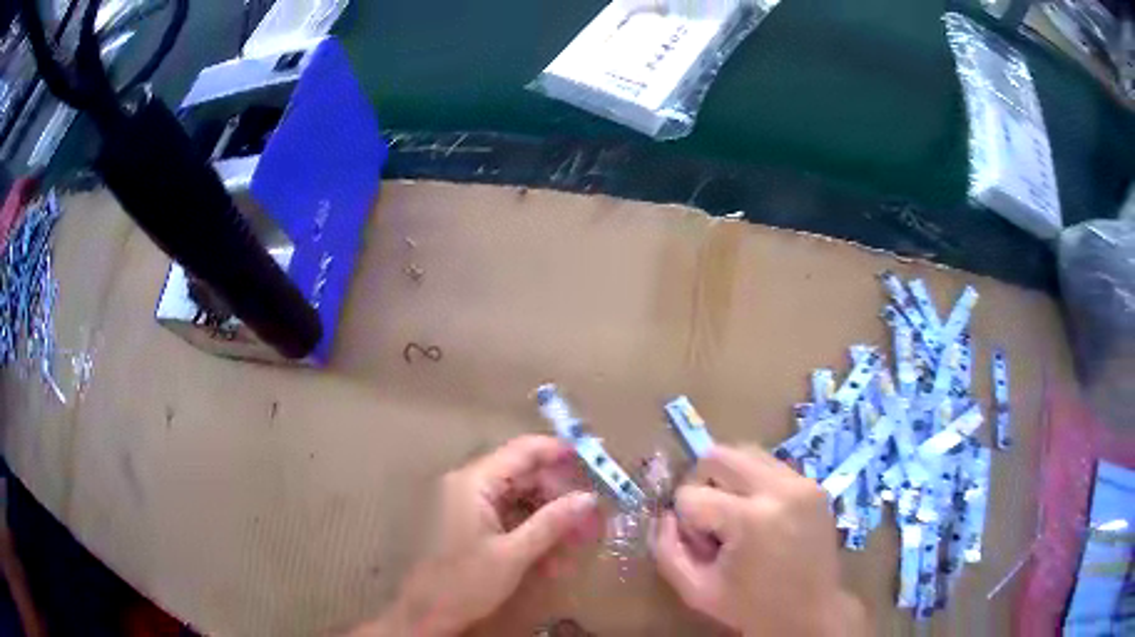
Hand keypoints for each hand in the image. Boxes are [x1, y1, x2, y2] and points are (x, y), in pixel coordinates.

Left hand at [355, 436, 599, 636]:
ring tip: (576, 541)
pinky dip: (531, 530)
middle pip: (523, 474)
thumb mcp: (513, 554)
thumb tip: (589, 498)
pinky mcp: (469, 523)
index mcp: (474, 482)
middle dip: (558, 494)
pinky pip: (507, 516)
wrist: (426, 613)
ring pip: (519, 498)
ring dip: (548, 517)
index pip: (522, 450)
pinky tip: (552, 556)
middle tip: (590, 515)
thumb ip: (551, 522)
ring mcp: (467, 504)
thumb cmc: (465, 582)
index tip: (593, 462)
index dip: (558, 452)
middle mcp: (468, 484)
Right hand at [653, 446, 867, 635]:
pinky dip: (754, 484)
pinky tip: (761, 516)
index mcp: (750, 520)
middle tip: (712, 519)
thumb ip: (667, 549)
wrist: (811, 613)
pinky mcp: (815, 484)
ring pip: (745, 453)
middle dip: (703, 484)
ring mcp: (803, 483)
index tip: (706, 548)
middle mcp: (780, 489)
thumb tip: (666, 514)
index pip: (690, 494)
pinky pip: (771, 466)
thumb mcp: (695, 591)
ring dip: (729, 481)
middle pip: (717, 456)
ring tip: (738, 517)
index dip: (687, 523)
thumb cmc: (751, 608)